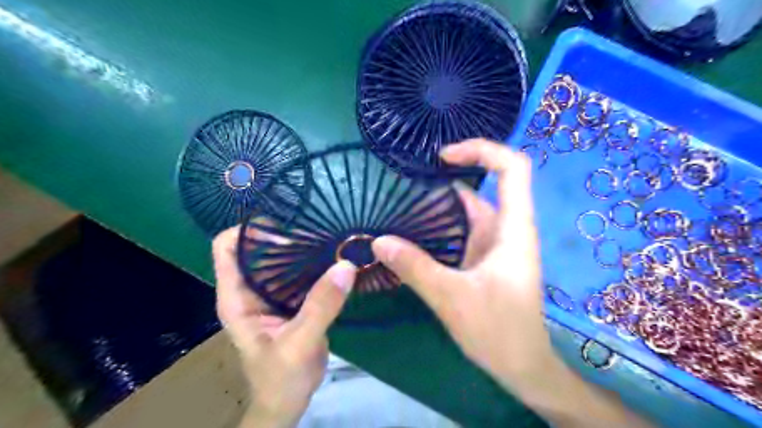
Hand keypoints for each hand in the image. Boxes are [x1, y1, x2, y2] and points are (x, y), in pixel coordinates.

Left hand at [214, 226, 357, 425]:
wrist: (289, 401)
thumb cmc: (281, 377)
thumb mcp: (299, 343)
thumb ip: (320, 306)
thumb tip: (346, 265)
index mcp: (236, 297)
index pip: (226, 247)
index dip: (248, 230)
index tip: (284, 223)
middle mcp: (251, 289)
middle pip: (257, 247)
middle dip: (282, 232)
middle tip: (315, 224)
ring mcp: (272, 293)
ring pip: (280, 257)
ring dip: (301, 246)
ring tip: (328, 234)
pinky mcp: (292, 299)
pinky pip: (300, 271)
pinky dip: (314, 261)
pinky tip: (334, 256)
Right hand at [369, 139, 547, 390]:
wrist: (521, 366)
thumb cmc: (499, 331)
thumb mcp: (453, 298)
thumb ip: (415, 267)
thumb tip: (378, 241)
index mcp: (512, 228)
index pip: (511, 168)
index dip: (482, 150)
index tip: (444, 156)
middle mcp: (505, 228)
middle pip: (483, 186)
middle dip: (447, 177)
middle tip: (406, 179)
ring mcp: (493, 243)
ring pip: (467, 210)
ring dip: (438, 204)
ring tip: (400, 201)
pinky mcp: (482, 258)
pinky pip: (459, 231)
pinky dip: (438, 226)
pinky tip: (412, 230)